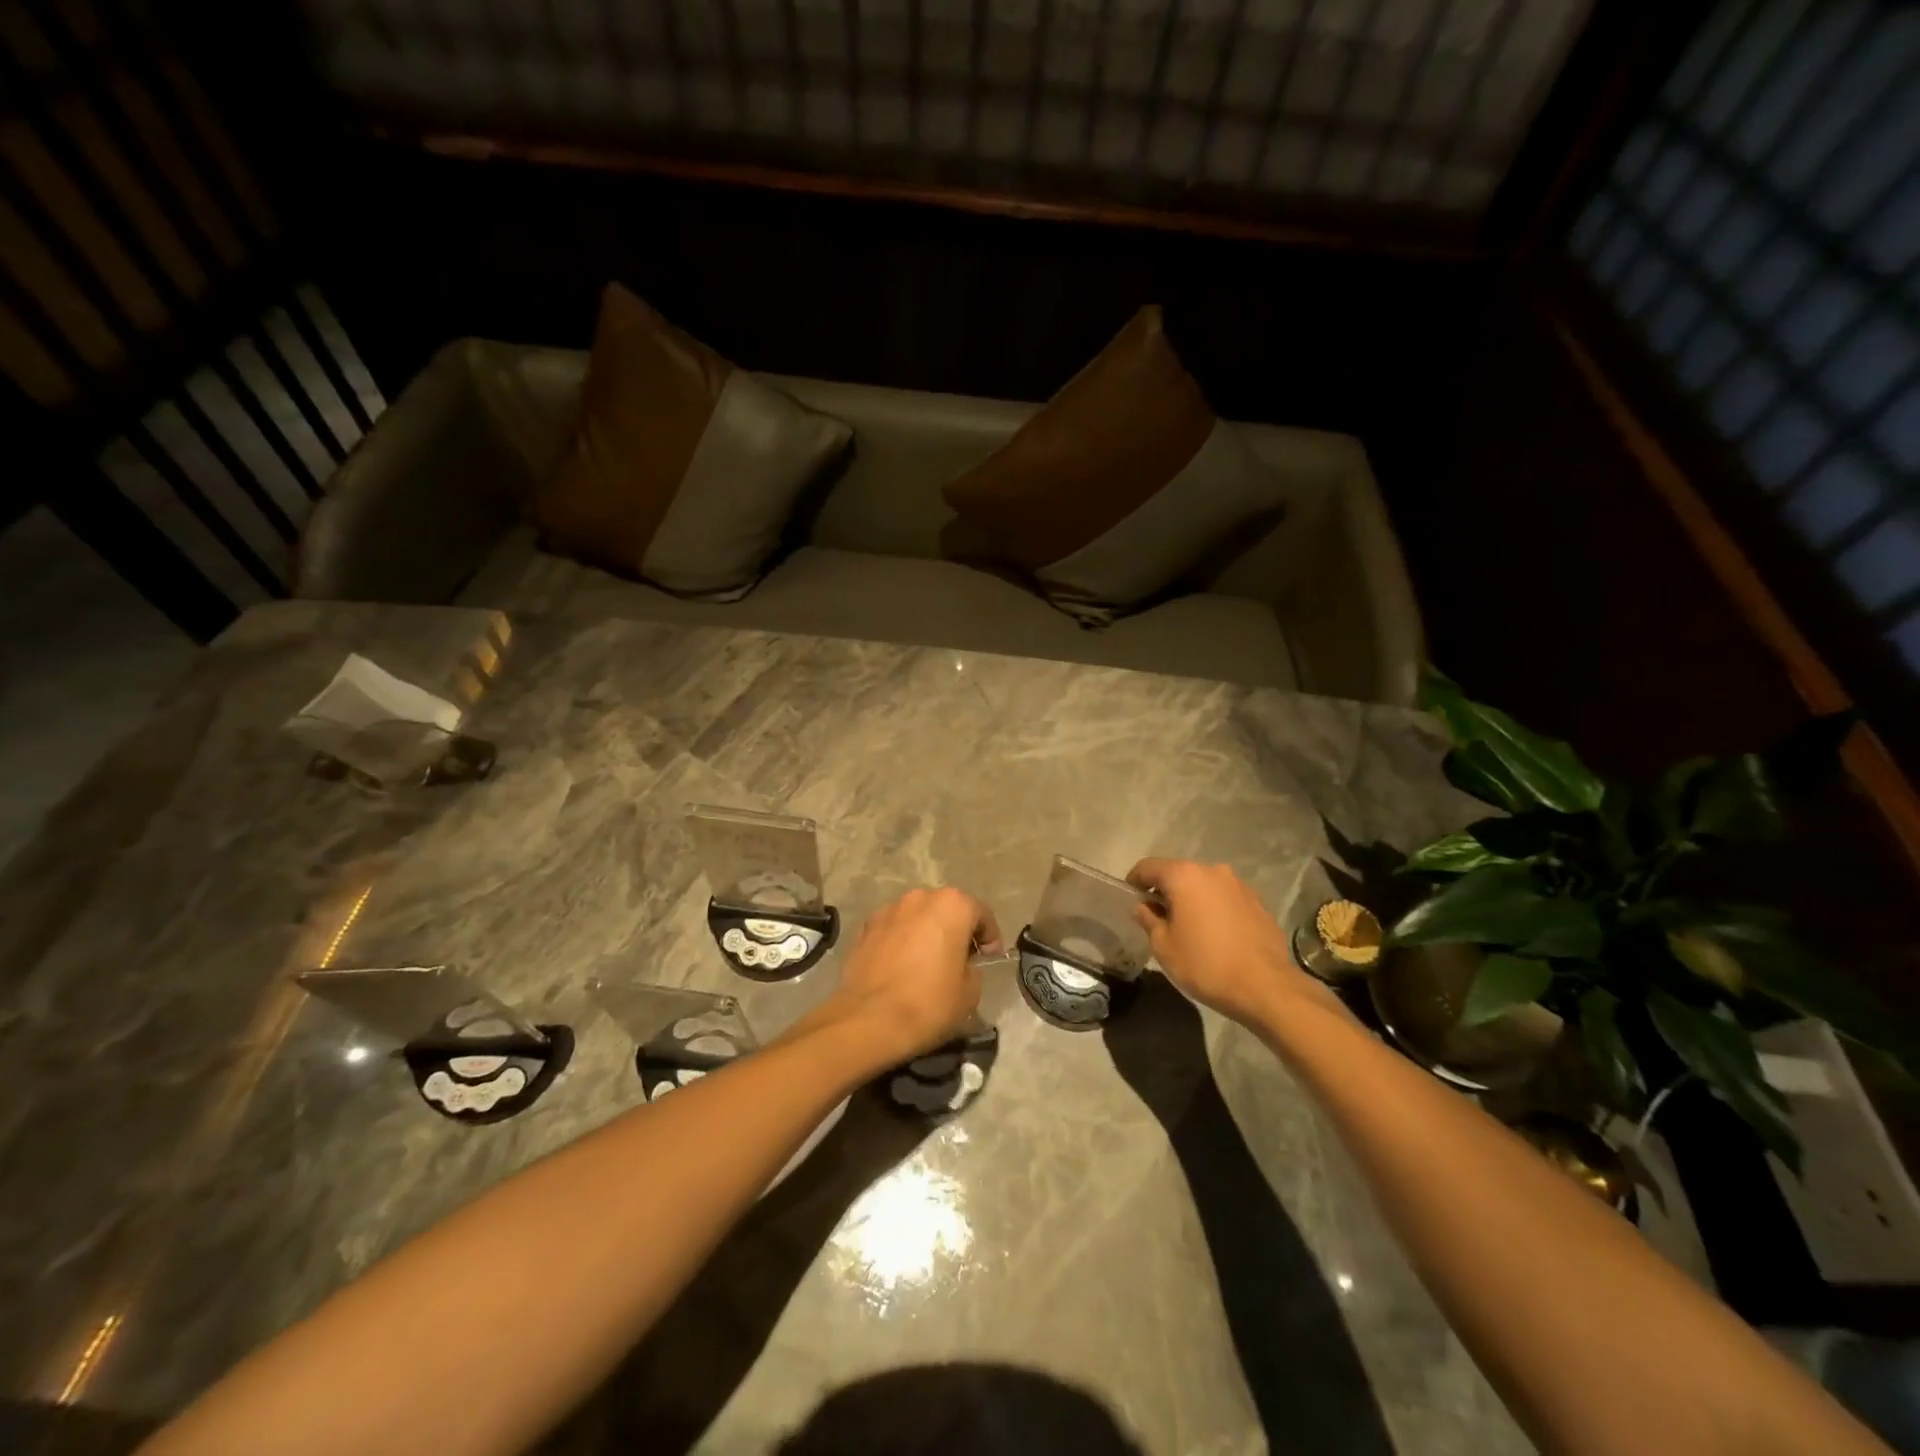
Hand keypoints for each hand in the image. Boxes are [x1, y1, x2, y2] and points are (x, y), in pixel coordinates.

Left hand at [820, 888, 1002, 1066]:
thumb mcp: (971, 993)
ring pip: (917, 917)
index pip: (981, 913)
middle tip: (960, 960)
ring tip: (927, 963)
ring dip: (926, 933)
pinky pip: (894, 930)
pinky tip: (901, 968)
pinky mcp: (865, 927)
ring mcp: (888, 910)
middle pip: (947, 909)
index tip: (989, 959)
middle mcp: (920, 897)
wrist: (868, 1021)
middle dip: (956, 930)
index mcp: (952, 905)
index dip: (989, 938)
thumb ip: (973, 969)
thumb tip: (963, 966)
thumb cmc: (929, 1003)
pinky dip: (902, 942)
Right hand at [1127, 858, 1345, 1028]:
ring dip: (1191, 900)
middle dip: (1165, 891)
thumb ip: (1148, 919)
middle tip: (1157, 918)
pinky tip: (1215, 935)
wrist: (1266, 987)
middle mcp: (1212, 871)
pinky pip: (1225, 899)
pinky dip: (1214, 909)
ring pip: (1204, 886)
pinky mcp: (1257, 902)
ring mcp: (1239, 885)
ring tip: (1189, 928)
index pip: (1148, 866)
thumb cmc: (1206, 964)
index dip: (1134, 881)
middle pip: (1178, 873)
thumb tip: (1144, 907)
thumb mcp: (1163, 946)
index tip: (1130, 899)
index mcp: (1184, 876)